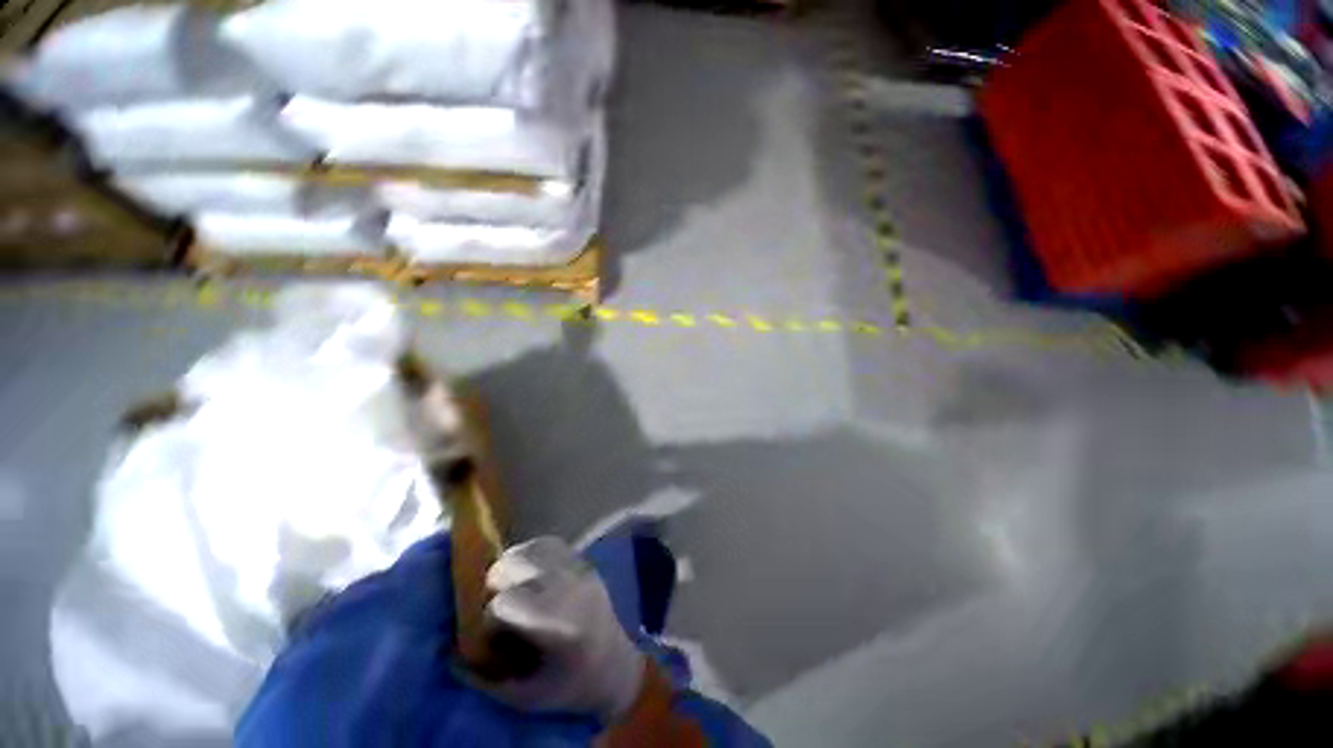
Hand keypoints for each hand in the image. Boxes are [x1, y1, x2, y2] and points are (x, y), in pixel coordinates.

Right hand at [483, 537, 646, 719]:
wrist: (616, 665)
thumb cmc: (571, 686)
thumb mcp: (525, 696)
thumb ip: (485, 677)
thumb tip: (450, 652)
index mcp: (559, 624)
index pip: (507, 601)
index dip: (490, 617)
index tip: (494, 635)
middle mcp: (571, 587)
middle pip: (517, 563)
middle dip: (497, 583)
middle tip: (499, 604)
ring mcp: (580, 569)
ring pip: (533, 547)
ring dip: (513, 563)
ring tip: (512, 585)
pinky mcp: (585, 560)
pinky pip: (551, 543)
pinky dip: (532, 552)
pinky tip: (529, 572)